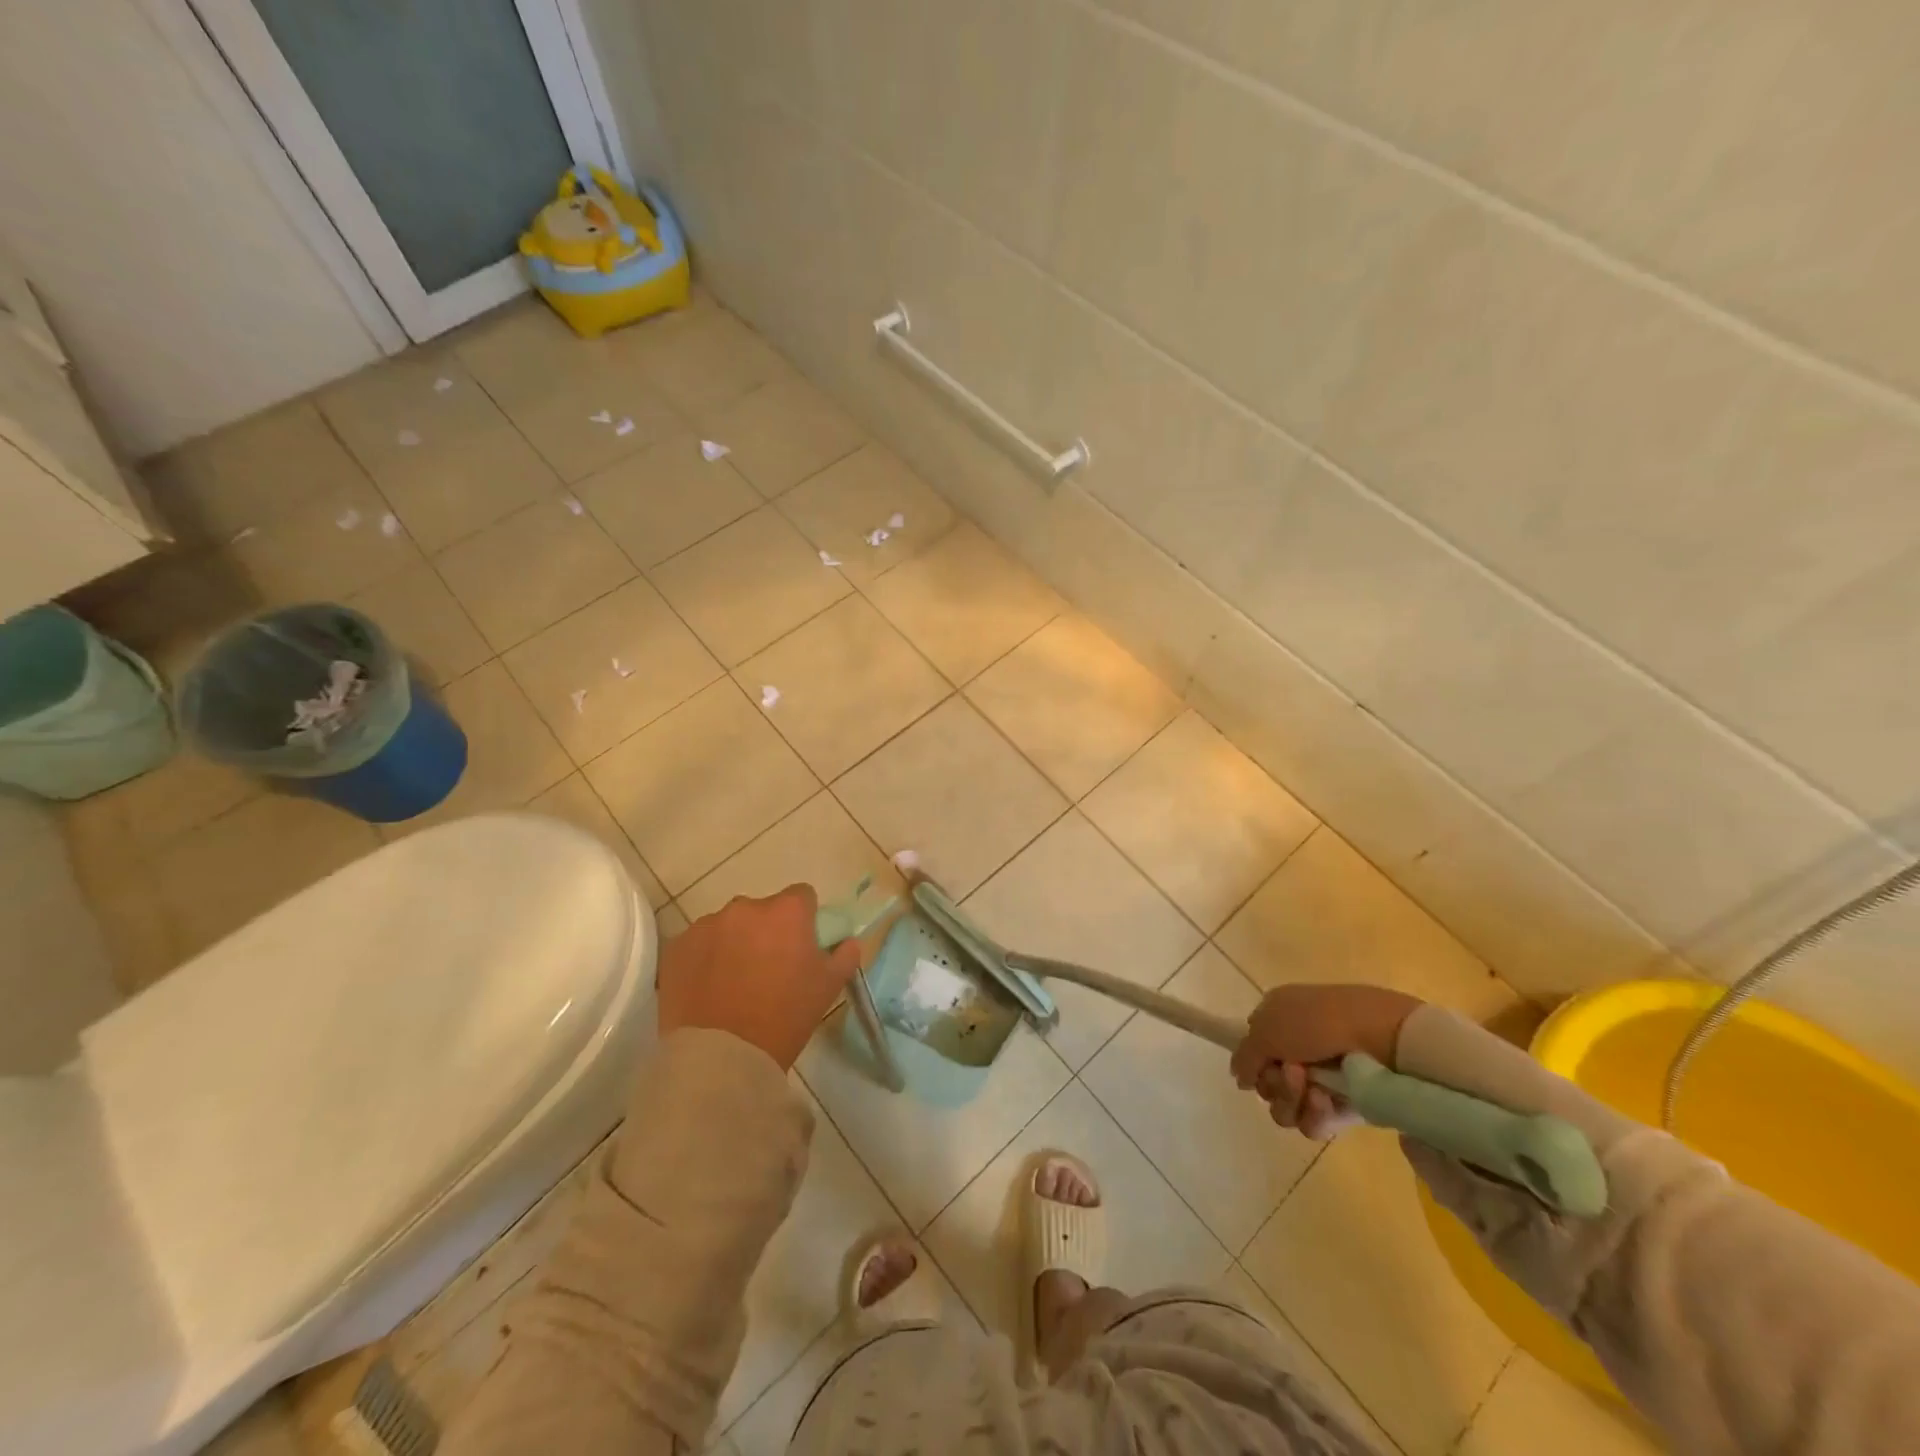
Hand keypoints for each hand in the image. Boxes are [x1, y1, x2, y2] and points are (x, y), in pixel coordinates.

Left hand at [657, 885, 862, 1069]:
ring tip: (733, 983)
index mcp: (786, 911)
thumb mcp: (828, 988)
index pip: (802, 896)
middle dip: (766, 931)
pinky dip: (705, 959)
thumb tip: (847, 941)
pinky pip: (698, 944)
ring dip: (734, 943)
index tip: (801, 946)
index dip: (804, 919)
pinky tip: (707, 990)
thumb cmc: (784, 1017)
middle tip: (768, 969)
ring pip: (728, 926)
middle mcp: (745, 907)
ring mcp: (706, 925)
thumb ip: (844, 955)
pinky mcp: (677, 947)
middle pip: (762, 910)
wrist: (722, 1057)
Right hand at [1230, 984, 1421, 1139]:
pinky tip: (1326, 1102)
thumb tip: (1240, 1078)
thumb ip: (1244, 1055)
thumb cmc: (1317, 1021)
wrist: (1380, 1036)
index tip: (1261, 1062)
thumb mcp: (1267, 1028)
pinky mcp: (1343, 1105)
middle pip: (1267, 1083)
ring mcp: (1321, 1079)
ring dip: (1293, 1100)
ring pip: (1286, 1107)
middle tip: (1294, 1073)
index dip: (1253, 1061)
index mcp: (1279, 1021)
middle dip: (1275, 1083)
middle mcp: (1297, 1050)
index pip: (1253, 1051)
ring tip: (1312, 1089)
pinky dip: (1314, 1115)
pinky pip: (1313, 1123)